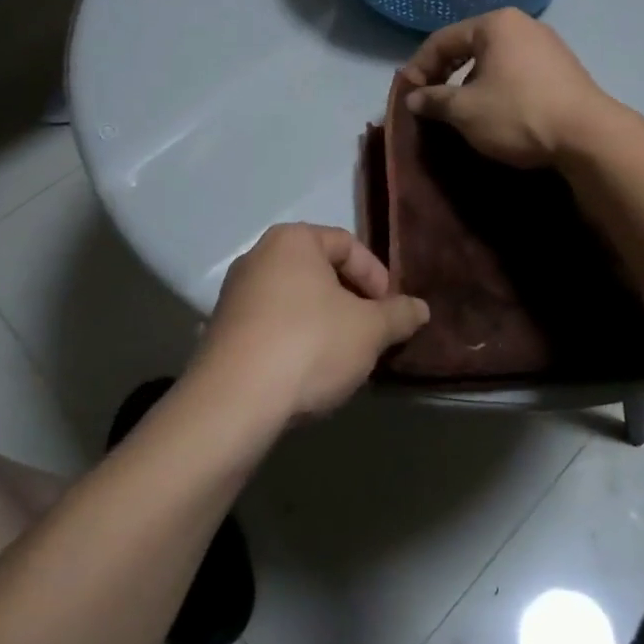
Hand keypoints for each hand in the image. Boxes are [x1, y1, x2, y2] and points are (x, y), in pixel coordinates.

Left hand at [197, 223, 428, 422]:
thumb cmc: (310, 345)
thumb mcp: (369, 330)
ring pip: (296, 300)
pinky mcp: (222, 331)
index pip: (347, 244)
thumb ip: (399, 314)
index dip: (377, 276)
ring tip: (345, 357)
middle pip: (320, 271)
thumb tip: (421, 308)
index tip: (390, 311)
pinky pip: (272, 325)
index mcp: (292, 240)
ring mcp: (235, 294)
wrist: (234, 402)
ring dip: (326, 323)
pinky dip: (296, 340)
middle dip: (352, 301)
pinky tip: (309, 373)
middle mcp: (258, 257)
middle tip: (372, 333)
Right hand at [399, 9, 612, 167]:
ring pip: (494, 60)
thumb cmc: (518, 114)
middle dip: (445, 73)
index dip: (419, 67)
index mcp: (495, 24)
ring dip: (471, 82)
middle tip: (430, 101)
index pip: (442, 40)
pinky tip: (495, 111)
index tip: (407, 95)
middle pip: (469, 46)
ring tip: (460, 109)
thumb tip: (414, 98)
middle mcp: (522, 25)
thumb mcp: (465, 111)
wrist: (587, 136)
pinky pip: (516, 71)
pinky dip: (497, 87)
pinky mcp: (563, 68)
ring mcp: (547, 45)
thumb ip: (434, 100)